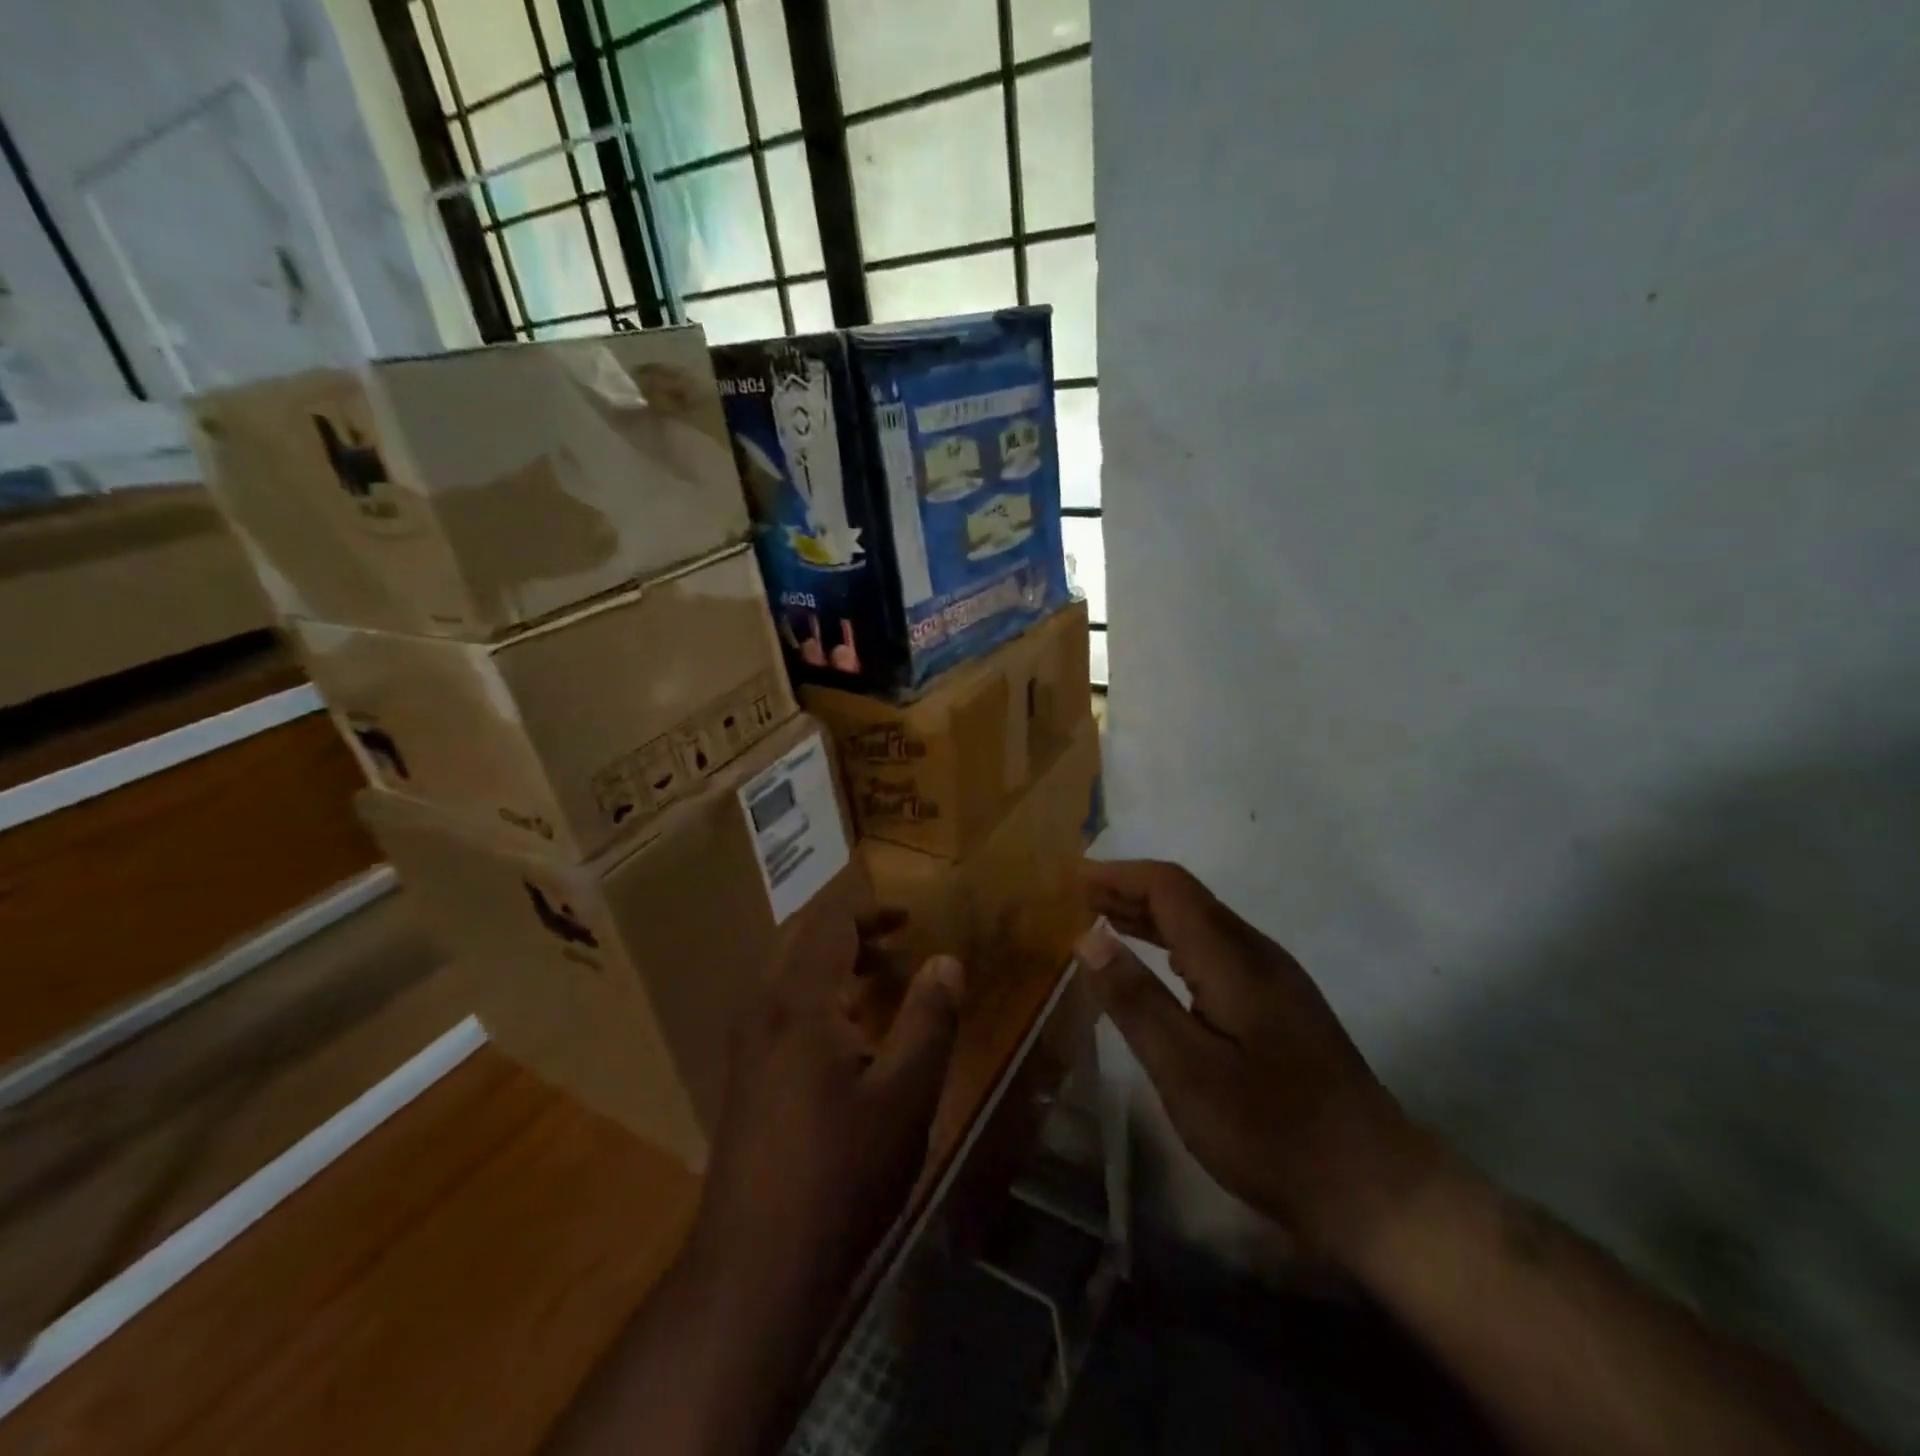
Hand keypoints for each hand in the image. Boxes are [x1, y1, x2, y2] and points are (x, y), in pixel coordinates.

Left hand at [689, 911, 964, 1311]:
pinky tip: (845, 1033)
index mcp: (798, 1002)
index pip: (828, 924)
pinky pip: (778, 1004)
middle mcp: (762, 1009)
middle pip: (799, 938)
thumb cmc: (842, 1173)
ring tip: (878, 979)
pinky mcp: (743, 1075)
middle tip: (895, 940)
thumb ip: (930, 1019)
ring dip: (830, 961)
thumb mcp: (906, 1095)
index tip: (910, 919)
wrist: (756, 1266)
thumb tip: (946, 960)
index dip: (870, 911)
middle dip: (848, 929)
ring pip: (784, 972)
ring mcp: (745, 1043)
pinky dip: (814, 992)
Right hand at [1078, 860, 1435, 1262]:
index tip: (1070, 878)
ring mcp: (1274, 978)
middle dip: (1127, 889)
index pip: (1169, 887)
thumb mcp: (1187, 1071)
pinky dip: (1172, 942)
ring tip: (1100, 920)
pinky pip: (1215, 950)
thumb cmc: (1271, 1132)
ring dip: (1149, 914)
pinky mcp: (1280, 1005)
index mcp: (1233, 958)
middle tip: (1074, 898)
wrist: (1376, 1189)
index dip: (1118, 874)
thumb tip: (1087, 935)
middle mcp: (1257, 952)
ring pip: (1202, 923)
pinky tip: (1156, 965)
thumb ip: (1136, 999)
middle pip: (1186, 898)